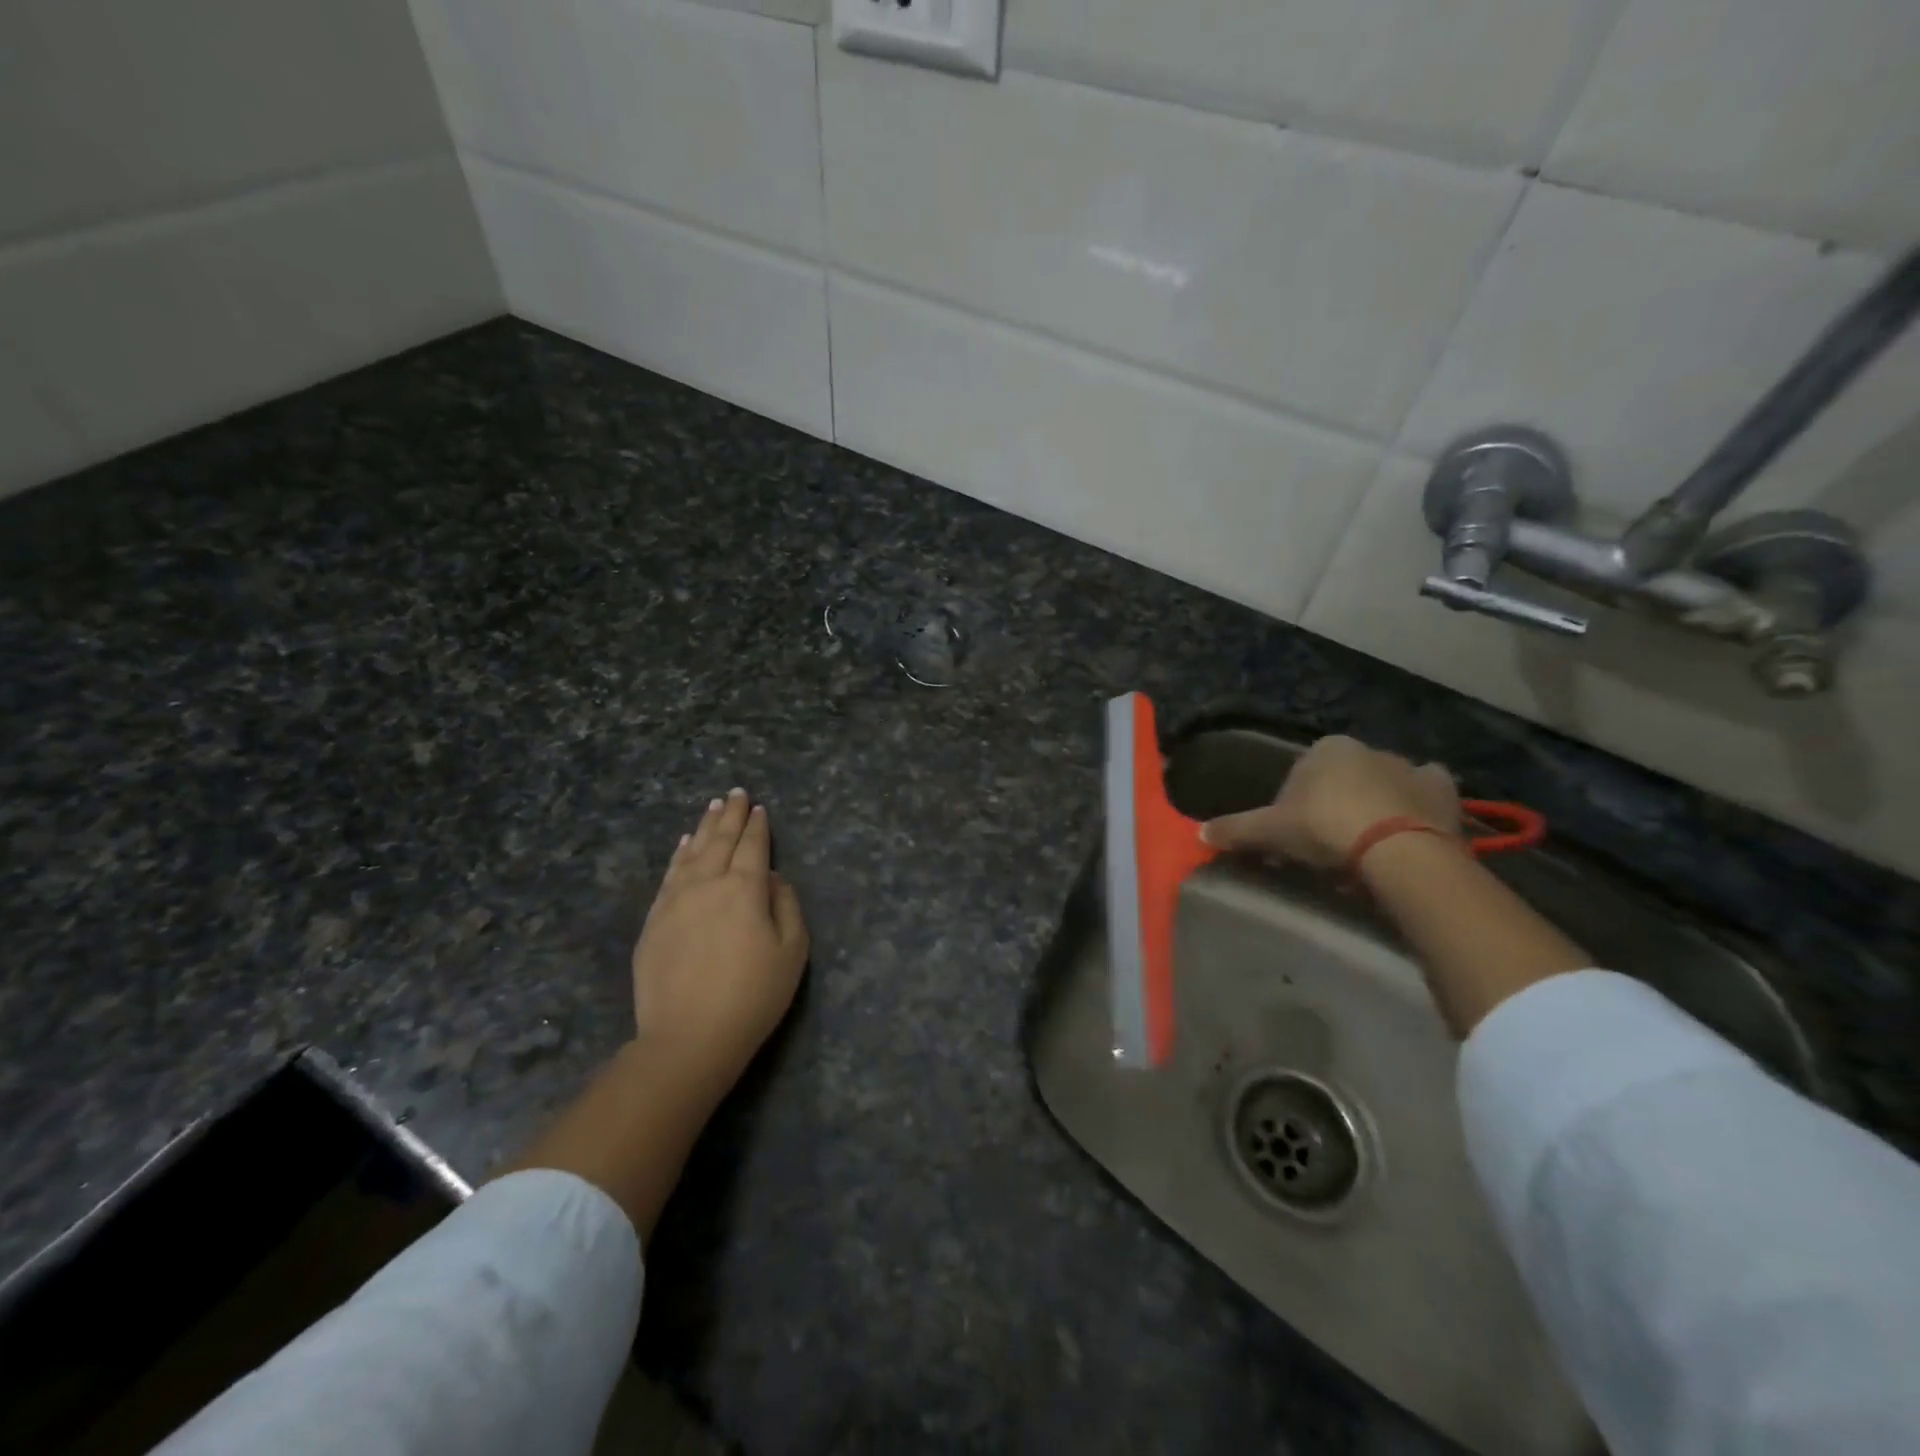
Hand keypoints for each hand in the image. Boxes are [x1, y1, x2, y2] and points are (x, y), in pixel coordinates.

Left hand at [631, 788, 808, 1092]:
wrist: (688, 1037)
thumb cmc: (752, 996)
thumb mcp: (792, 952)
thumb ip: (786, 906)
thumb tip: (773, 878)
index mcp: (745, 888)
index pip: (753, 847)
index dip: (758, 826)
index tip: (760, 808)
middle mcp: (708, 883)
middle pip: (721, 841)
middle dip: (732, 816)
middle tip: (737, 794)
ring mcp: (675, 900)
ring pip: (692, 852)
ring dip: (705, 827)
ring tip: (714, 807)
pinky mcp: (654, 920)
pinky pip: (669, 874)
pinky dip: (679, 854)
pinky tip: (685, 843)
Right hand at [1201, 735, 1459, 869]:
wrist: (1396, 849)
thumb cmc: (1325, 828)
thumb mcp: (1271, 831)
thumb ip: (1236, 829)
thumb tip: (1198, 834)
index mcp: (1326, 749)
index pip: (1300, 776)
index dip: (1293, 807)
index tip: (1294, 837)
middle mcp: (1368, 748)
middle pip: (1342, 779)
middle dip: (1335, 805)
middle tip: (1328, 846)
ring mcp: (1409, 767)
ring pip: (1384, 784)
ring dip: (1375, 804)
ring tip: (1368, 845)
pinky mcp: (1442, 790)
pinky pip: (1427, 792)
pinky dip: (1419, 804)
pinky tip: (1410, 826)